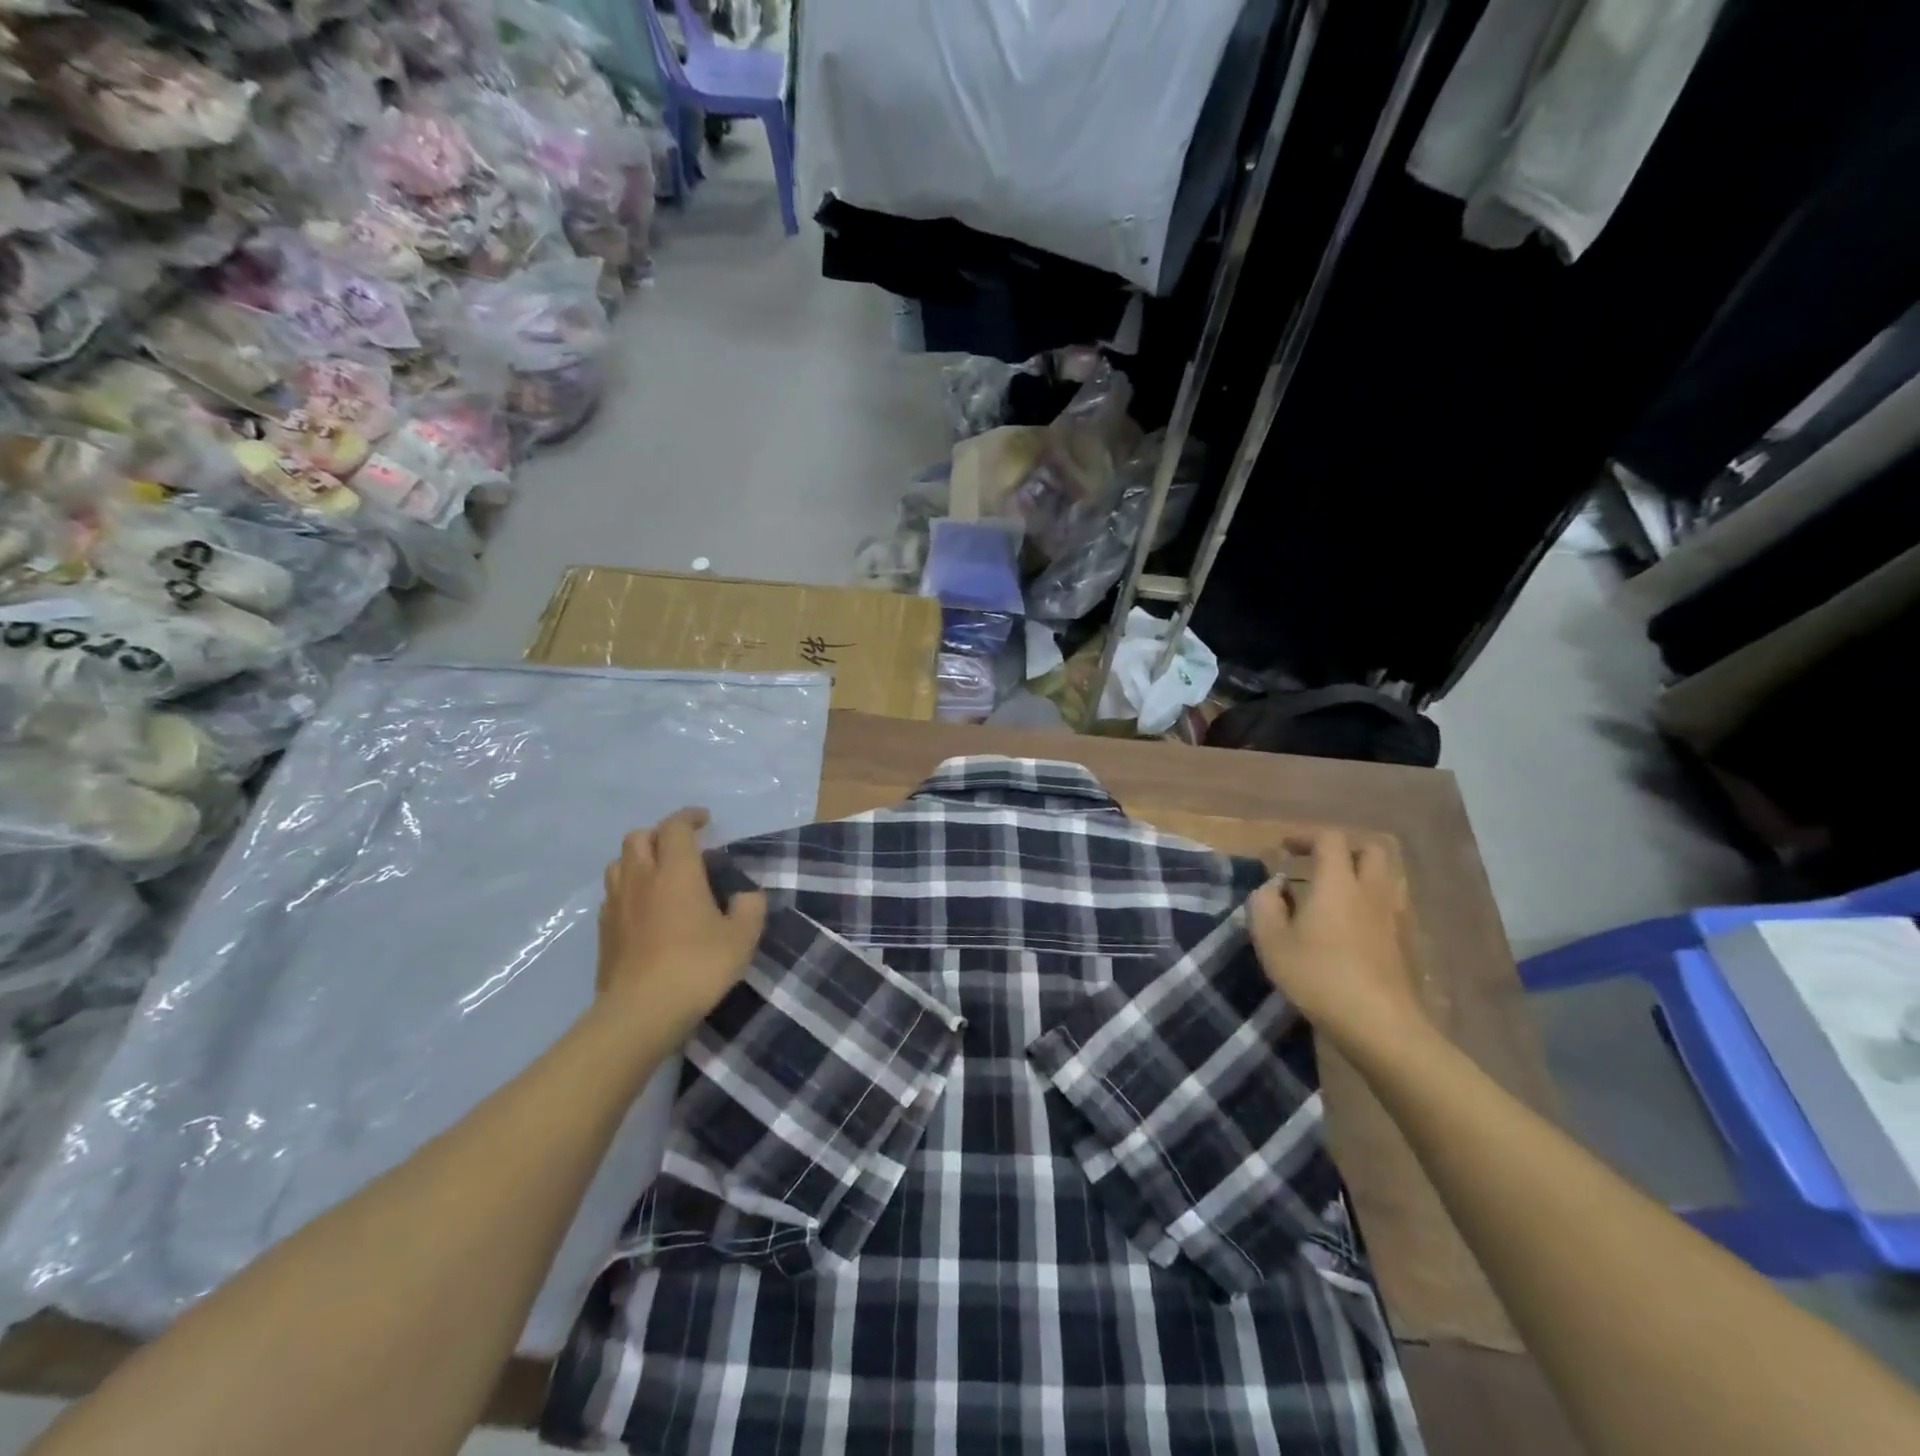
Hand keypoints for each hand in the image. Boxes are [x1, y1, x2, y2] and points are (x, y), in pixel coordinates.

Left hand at [597, 808, 766, 1038]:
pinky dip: (629, 889)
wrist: (641, 1012)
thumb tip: (746, 896)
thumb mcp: (741, 938)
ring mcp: (616, 904)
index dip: (690, 817)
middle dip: (660, 834)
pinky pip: (612, 894)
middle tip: (682, 848)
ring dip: (639, 859)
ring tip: (659, 875)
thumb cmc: (697, 967)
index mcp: (676, 871)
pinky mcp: (603, 930)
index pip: (676, 827)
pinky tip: (644, 909)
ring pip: (619, 863)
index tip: (705, 820)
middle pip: (639, 837)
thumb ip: (750, 908)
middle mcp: (641, 878)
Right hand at [1247, 829, 1427, 1056]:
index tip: (1284, 849)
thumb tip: (1273, 887)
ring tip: (1337, 893)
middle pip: (1370, 849)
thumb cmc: (1318, 977)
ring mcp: (1396, 916)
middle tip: (1317, 864)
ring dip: (1362, 874)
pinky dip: (1373, 902)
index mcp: (1338, 883)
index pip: (1329, 838)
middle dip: (1343, 849)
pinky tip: (1355, 926)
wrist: (1381, 1026)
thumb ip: (1264, 905)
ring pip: (1387, 876)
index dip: (1305, 836)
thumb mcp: (1271, 942)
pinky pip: (1393, 905)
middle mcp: (1372, 890)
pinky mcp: (1409, 943)